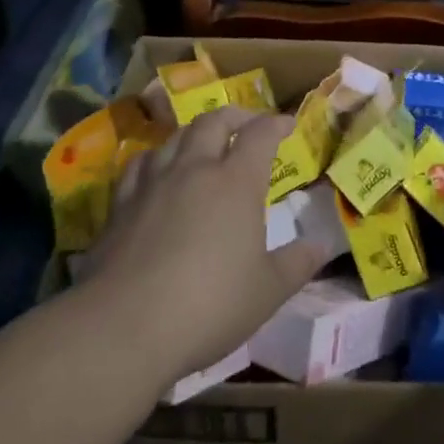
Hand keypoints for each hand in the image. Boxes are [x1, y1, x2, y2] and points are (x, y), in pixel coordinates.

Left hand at [85, 106, 329, 386]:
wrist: (123, 327)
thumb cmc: (209, 305)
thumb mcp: (268, 291)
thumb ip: (298, 263)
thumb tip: (323, 244)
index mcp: (236, 182)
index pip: (259, 134)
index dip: (275, 124)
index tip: (287, 125)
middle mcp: (195, 170)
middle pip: (213, 122)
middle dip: (235, 116)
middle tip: (247, 124)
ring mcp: (153, 184)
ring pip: (175, 137)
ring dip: (195, 133)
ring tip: (203, 144)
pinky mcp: (119, 206)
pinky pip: (140, 164)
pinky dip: (157, 158)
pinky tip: (157, 171)